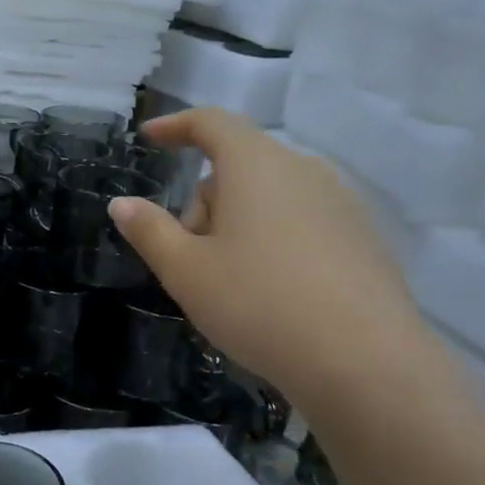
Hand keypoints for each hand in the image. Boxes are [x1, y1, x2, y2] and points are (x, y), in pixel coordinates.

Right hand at [109, 108, 426, 414]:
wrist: (363, 361)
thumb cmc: (257, 303)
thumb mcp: (185, 271)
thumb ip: (149, 230)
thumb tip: (122, 203)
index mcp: (257, 166)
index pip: (212, 123)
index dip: (176, 126)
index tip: (149, 138)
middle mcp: (303, 170)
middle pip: (238, 168)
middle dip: (203, 203)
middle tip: (188, 259)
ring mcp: (340, 203)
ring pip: (269, 197)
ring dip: (237, 224)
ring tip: (229, 283)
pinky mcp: (362, 237)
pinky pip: (300, 221)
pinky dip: (273, 241)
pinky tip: (271, 293)